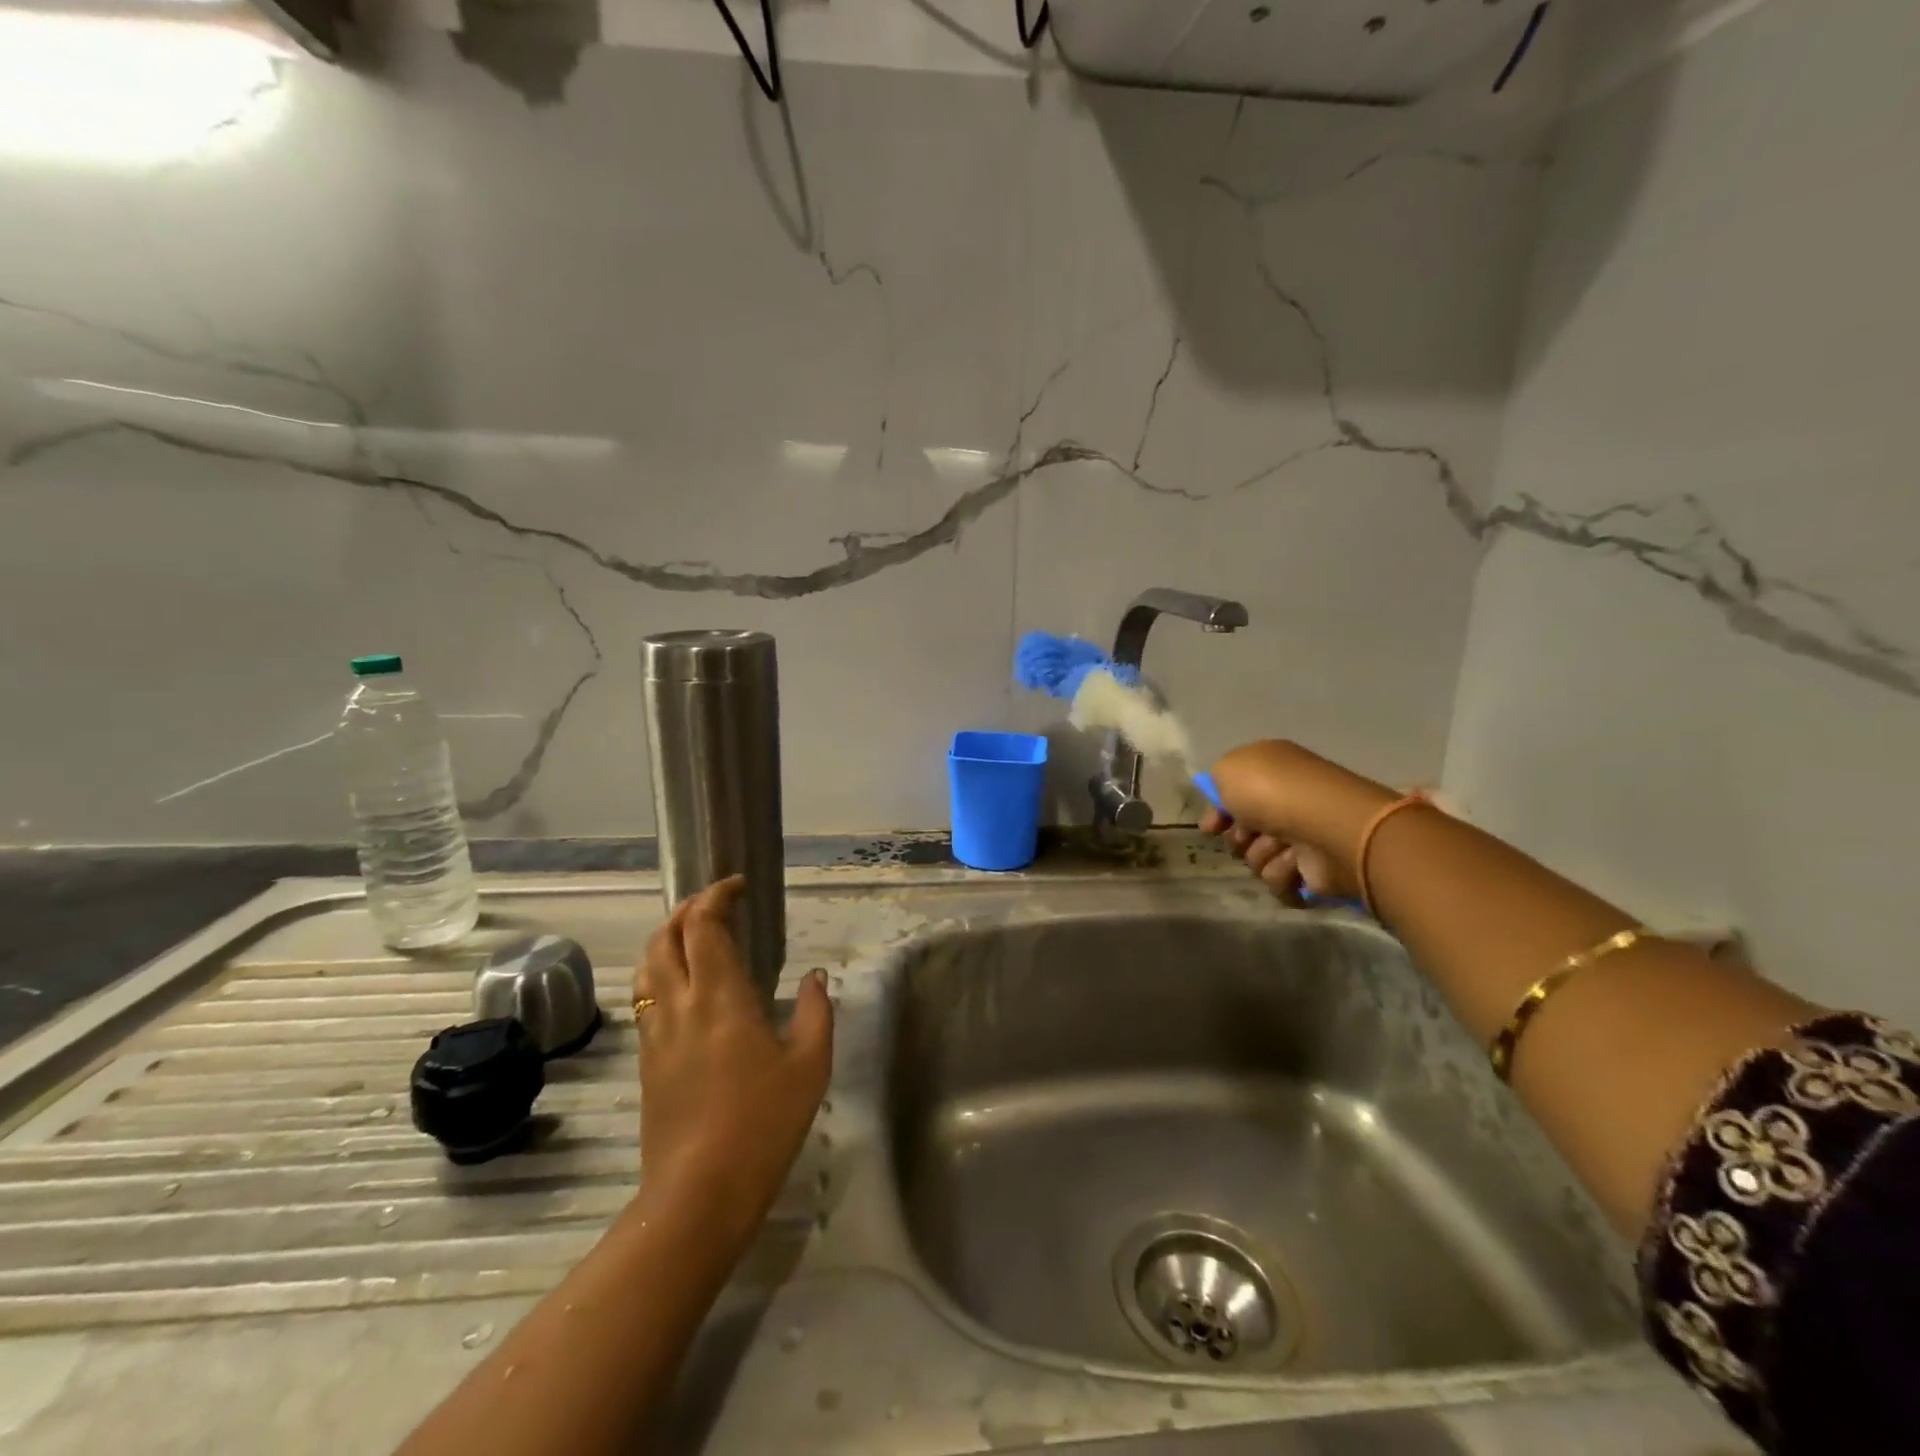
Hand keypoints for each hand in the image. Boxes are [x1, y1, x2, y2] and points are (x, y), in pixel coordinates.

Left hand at [632, 878, 832, 1245]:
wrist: (698, 1195)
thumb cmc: (763, 1124)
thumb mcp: (809, 1066)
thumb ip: (815, 1012)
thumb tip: (815, 977)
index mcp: (720, 997)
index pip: (704, 926)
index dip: (716, 896)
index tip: (738, 886)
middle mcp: (680, 1005)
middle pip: (665, 938)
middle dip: (686, 910)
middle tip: (715, 905)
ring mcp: (656, 1034)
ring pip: (647, 967)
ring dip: (666, 939)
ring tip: (693, 936)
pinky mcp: (646, 1062)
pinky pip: (646, 998)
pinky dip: (661, 973)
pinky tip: (684, 988)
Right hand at [1200, 740, 1394, 902]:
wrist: (1325, 827)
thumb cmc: (1273, 791)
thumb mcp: (1229, 768)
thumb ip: (1217, 779)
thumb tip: (1227, 803)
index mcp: (1270, 771)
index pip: (1235, 794)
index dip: (1218, 811)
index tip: (1211, 826)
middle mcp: (1287, 801)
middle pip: (1243, 830)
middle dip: (1239, 837)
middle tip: (1249, 833)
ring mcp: (1302, 836)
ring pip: (1257, 856)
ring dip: (1262, 853)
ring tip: (1280, 845)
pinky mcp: (1313, 869)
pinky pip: (1278, 879)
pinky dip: (1282, 873)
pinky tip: (1295, 862)